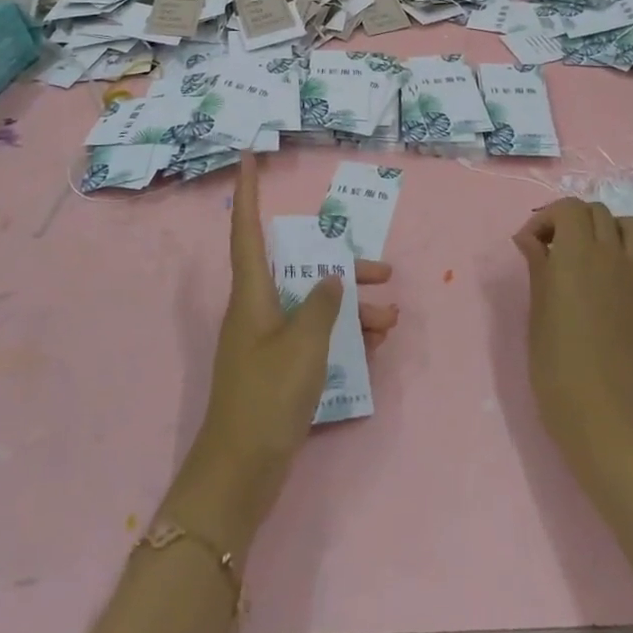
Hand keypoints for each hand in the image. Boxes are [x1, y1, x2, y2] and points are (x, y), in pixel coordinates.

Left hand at [161, 153, 397, 556]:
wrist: (241, 474)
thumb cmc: (267, 398)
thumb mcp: (303, 346)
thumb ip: (322, 305)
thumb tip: (330, 278)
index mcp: (252, 294)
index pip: (246, 230)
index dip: (247, 192)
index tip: (248, 158)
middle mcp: (257, 310)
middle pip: (299, 270)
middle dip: (341, 267)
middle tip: (384, 270)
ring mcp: (266, 341)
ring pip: (313, 307)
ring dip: (351, 309)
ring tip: (391, 320)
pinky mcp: (277, 371)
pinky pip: (314, 339)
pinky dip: (342, 337)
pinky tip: (374, 346)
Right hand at [513, 198, 632, 489]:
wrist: (601, 414)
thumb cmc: (555, 362)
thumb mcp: (537, 308)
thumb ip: (538, 265)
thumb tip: (529, 238)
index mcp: (577, 252)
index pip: (568, 208)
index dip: (546, 218)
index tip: (530, 245)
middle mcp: (612, 255)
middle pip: (598, 212)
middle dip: (574, 221)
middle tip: (555, 250)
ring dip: (614, 230)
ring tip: (595, 254)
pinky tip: (628, 280)